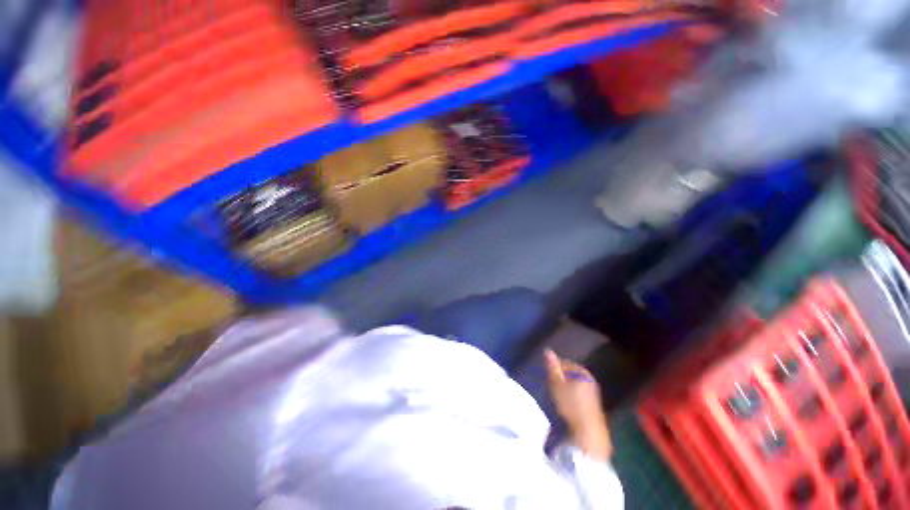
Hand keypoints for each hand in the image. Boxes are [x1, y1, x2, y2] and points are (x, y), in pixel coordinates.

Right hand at [544, 349, 611, 460]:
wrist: (589, 432)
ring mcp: (594, 392)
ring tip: (557, 393)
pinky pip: (580, 392)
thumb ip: (552, 367)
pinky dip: (572, 394)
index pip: (566, 363)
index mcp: (582, 372)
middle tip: (550, 384)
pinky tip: (567, 402)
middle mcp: (590, 379)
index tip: (547, 375)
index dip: (555, 368)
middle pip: (571, 373)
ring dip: (566, 386)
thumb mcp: (557, 384)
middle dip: (561, 376)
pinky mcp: (594, 404)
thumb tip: (547, 350)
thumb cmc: (571, 404)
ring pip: (576, 383)